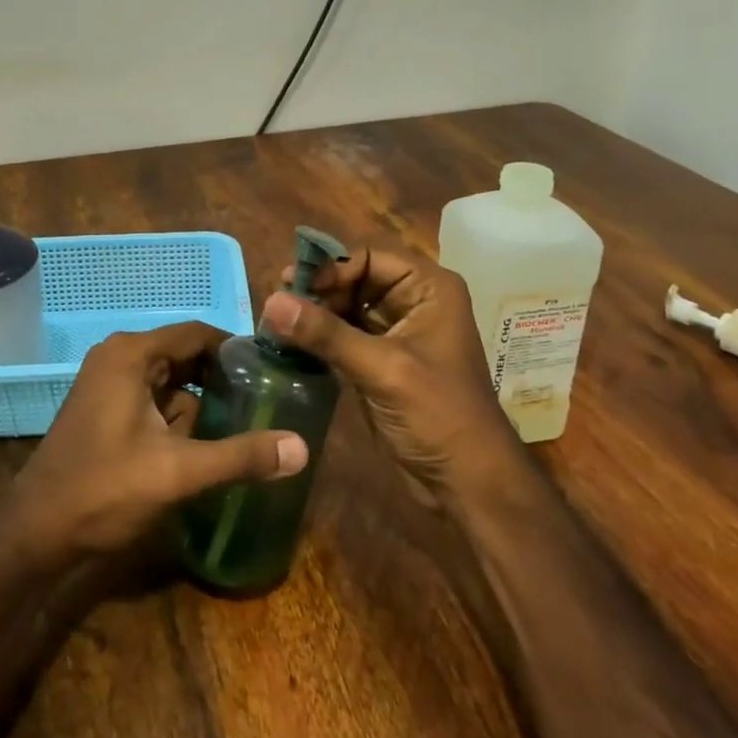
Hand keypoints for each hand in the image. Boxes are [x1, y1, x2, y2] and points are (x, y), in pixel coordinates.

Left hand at [8, 322, 308, 562]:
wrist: (35, 534)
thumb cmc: (104, 490)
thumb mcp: (178, 472)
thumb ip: (240, 456)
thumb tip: (302, 448)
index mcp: (132, 354)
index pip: (197, 333)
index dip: (236, 350)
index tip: (273, 372)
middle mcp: (118, 358)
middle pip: (185, 355)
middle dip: (221, 380)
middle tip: (264, 403)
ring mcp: (108, 384)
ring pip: (171, 382)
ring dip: (200, 403)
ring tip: (241, 426)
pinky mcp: (105, 411)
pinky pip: (153, 400)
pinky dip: (178, 417)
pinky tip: (202, 445)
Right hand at [262, 248, 521, 507]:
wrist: (467, 480)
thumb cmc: (437, 414)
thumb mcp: (382, 368)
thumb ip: (326, 333)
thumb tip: (271, 301)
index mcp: (428, 288)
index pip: (369, 257)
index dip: (330, 267)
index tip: (291, 286)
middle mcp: (414, 302)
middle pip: (355, 279)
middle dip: (318, 291)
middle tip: (276, 304)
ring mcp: (397, 333)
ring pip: (347, 308)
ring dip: (315, 314)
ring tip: (275, 323)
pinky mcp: (381, 361)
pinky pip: (345, 337)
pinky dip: (320, 338)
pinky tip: (290, 344)